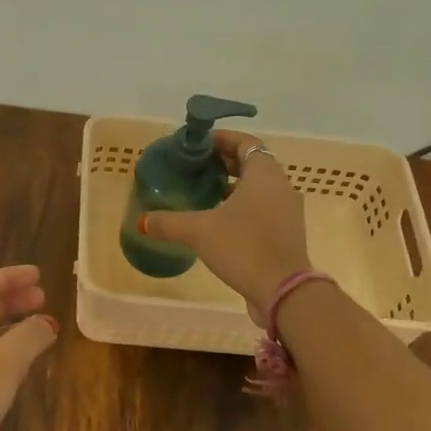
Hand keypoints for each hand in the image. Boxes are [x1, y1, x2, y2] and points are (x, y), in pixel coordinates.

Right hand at [141, 132, 311, 318]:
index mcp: (264, 174)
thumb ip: (169, 223)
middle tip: (197, 167)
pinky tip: (220, 221)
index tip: (198, 144)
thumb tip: (143, 220)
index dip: (222, 139)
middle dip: (225, 162)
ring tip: (205, 192)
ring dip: (234, 185)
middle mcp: (281, 186)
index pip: (245, 143)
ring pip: (259, 187)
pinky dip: (244, 206)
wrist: (283, 291)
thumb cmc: (244, 247)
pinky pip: (264, 208)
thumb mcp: (199, 231)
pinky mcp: (287, 233)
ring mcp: (288, 211)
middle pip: (253, 163)